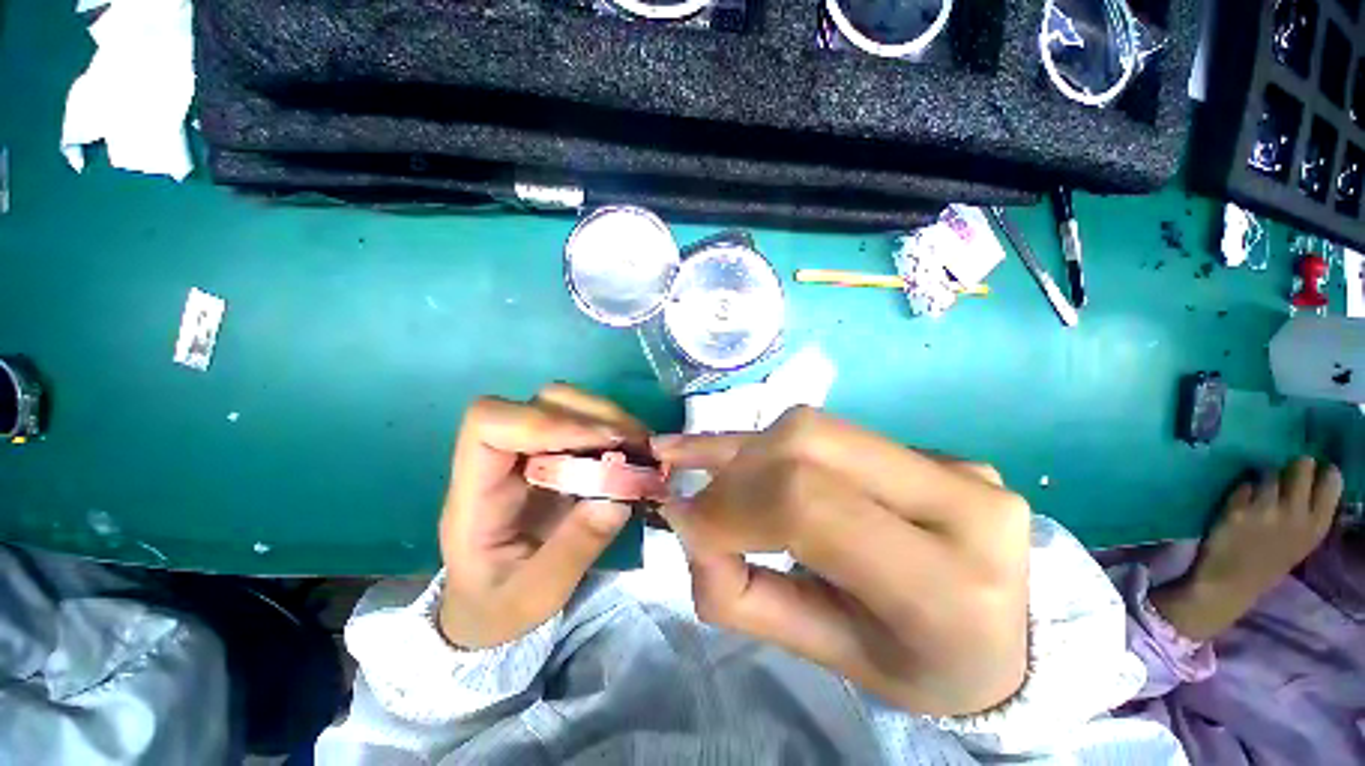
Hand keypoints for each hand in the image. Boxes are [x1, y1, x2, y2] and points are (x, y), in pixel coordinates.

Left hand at [437, 385, 644, 648]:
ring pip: (568, 404)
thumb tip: (617, 500)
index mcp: (476, 492)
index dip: (545, 422)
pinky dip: (617, 431)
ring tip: (643, 448)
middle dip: (594, 416)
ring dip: (611, 419)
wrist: (493, 605)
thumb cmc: (500, 606)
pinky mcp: (557, 454)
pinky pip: (587, 423)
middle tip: (636, 445)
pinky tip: (638, 453)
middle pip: (541, 401)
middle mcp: (503, 458)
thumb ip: (571, 552)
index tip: (599, 444)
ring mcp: (532, 451)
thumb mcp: (534, 597)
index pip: (489, 424)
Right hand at [653, 408, 1030, 716]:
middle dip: (736, 469)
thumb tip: (688, 526)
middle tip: (699, 501)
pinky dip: (773, 442)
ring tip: (705, 468)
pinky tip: (732, 446)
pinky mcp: (931, 448)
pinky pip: (832, 432)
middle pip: (808, 444)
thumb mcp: (833, 658)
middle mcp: (961, 503)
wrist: (1009, 639)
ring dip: (748, 450)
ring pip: (814, 427)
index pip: (809, 505)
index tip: (686, 524)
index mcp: (946, 584)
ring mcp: (952, 464)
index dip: (732, 506)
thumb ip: (745, 596)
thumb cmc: (921, 667)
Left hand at [1151, 456, 1342, 641]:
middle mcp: (1295, 516)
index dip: (1323, 471)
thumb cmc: (1268, 563)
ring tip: (1262, 488)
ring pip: (1269, 473)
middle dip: (1294, 464)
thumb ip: (1309, 514)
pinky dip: (1241, 490)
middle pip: (1300, 468)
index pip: (1331, 484)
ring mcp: (1265, 511)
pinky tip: (1240, 501)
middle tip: (1289, 467)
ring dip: (1265, 476)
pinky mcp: (1237, 510)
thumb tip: (1316, 478)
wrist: (1230, 584)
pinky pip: (1243, 486)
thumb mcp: (1302, 541)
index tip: (1319, 467)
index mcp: (1316, 527)